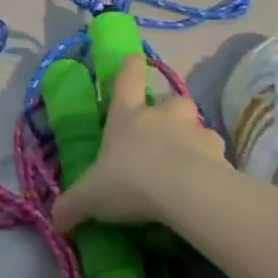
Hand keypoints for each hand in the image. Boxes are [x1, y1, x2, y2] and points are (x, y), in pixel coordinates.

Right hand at [52, 56, 229, 232]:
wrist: (186, 194)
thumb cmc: (130, 181)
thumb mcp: (91, 196)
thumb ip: (73, 206)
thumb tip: (54, 220)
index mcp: (127, 116)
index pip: (127, 79)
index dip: (130, 67)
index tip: (135, 57)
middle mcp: (162, 117)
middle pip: (173, 100)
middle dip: (171, 111)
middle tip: (166, 130)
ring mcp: (196, 133)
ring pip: (199, 128)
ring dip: (195, 140)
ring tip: (189, 163)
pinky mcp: (222, 158)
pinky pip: (219, 158)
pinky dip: (215, 168)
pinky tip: (208, 187)